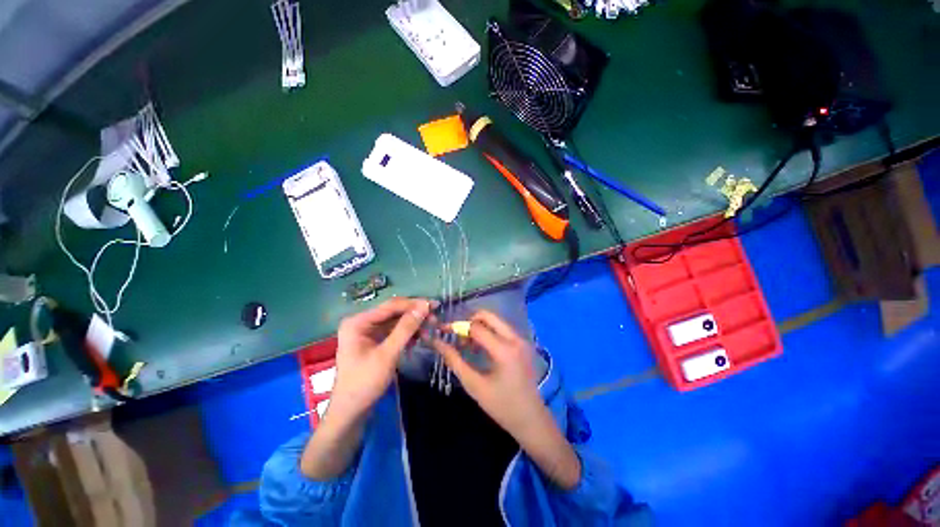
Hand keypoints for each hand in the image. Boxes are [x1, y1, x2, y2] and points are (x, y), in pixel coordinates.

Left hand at [331, 297, 430, 420]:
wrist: (350, 412)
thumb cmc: (365, 383)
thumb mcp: (388, 354)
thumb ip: (406, 329)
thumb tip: (424, 306)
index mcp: (358, 322)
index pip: (391, 306)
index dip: (413, 304)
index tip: (434, 305)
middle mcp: (362, 322)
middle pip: (393, 312)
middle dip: (414, 315)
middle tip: (435, 318)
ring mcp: (368, 332)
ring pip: (396, 321)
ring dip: (413, 324)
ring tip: (430, 328)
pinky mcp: (374, 341)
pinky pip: (394, 331)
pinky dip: (407, 334)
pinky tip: (419, 338)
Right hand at [432, 310, 581, 489]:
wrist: (531, 419)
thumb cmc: (501, 406)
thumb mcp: (474, 385)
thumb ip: (455, 362)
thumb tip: (438, 343)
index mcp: (504, 350)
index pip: (476, 327)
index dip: (457, 327)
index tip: (444, 331)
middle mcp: (515, 338)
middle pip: (488, 316)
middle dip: (469, 321)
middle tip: (458, 336)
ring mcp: (521, 339)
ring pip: (495, 321)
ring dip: (479, 327)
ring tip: (467, 345)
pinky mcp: (522, 343)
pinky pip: (502, 329)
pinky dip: (488, 332)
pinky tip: (480, 348)